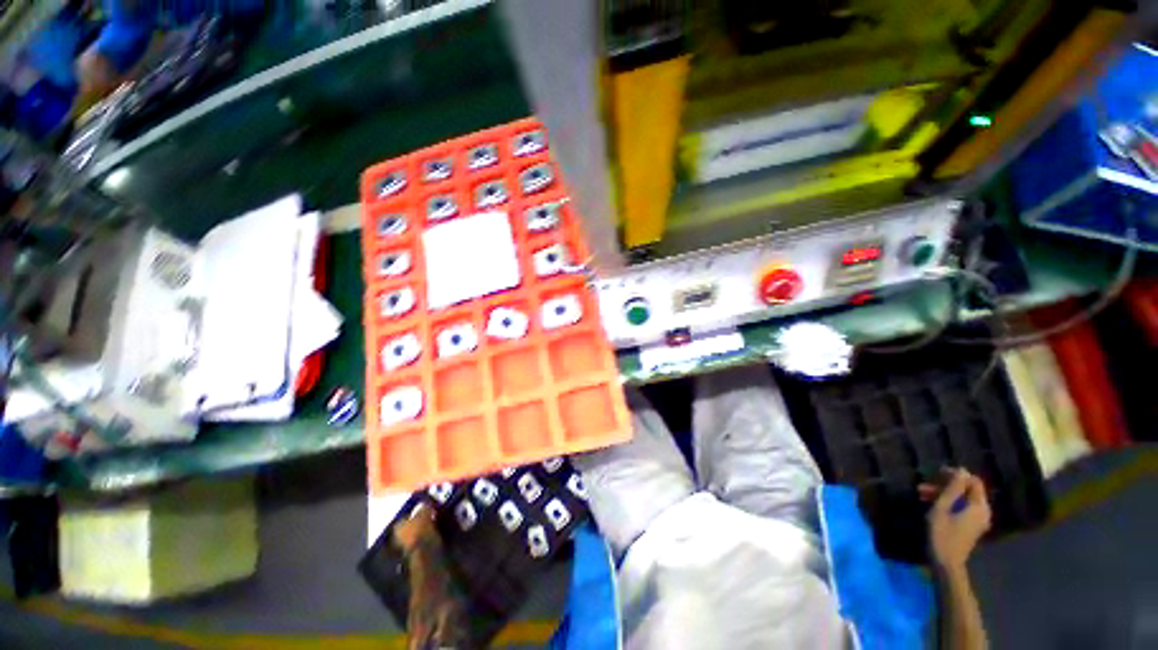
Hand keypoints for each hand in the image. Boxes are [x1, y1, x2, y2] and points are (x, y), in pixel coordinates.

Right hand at [919, 468, 991, 570]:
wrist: (946, 563)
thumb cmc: (942, 534)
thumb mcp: (942, 508)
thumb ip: (953, 488)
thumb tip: (961, 470)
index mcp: (979, 506)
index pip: (973, 481)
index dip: (957, 474)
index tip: (936, 473)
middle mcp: (983, 511)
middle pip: (968, 490)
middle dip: (946, 485)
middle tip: (924, 485)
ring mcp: (978, 520)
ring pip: (963, 499)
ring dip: (944, 494)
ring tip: (922, 494)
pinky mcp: (971, 526)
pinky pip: (963, 508)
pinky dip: (948, 503)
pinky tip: (932, 505)